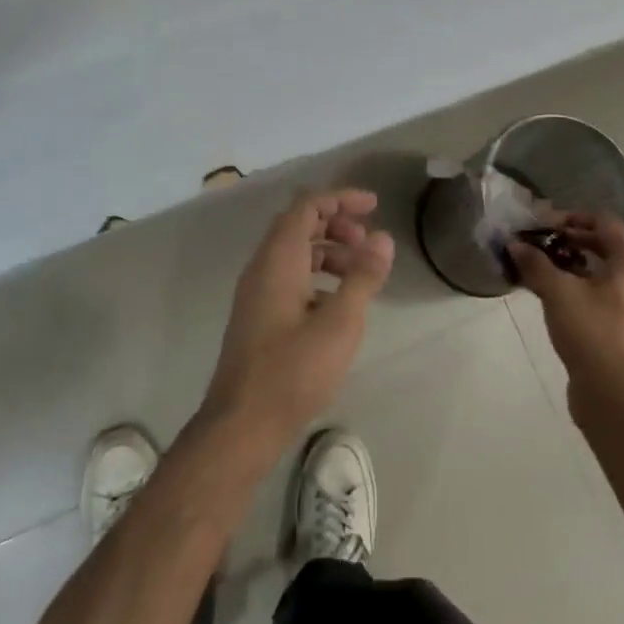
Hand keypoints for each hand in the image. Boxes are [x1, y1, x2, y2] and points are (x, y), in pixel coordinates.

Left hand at [202, 189, 394, 457]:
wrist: (241, 425)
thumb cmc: (293, 371)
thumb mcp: (340, 323)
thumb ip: (363, 277)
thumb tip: (382, 239)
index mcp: (278, 259)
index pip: (307, 206)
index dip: (341, 198)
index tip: (374, 206)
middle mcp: (262, 267)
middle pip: (299, 224)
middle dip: (337, 223)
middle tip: (369, 242)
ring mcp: (257, 293)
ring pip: (294, 253)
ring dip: (329, 251)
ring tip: (360, 273)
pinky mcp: (259, 316)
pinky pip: (290, 277)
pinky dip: (317, 276)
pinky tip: (338, 303)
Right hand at [510, 213, 623, 417]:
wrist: (615, 395)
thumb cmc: (591, 332)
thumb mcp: (557, 292)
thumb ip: (535, 263)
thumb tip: (515, 244)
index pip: (603, 221)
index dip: (570, 218)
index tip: (541, 226)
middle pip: (606, 244)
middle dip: (571, 240)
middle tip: (539, 245)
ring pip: (606, 270)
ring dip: (575, 263)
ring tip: (544, 269)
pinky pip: (608, 292)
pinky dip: (584, 285)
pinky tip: (558, 296)